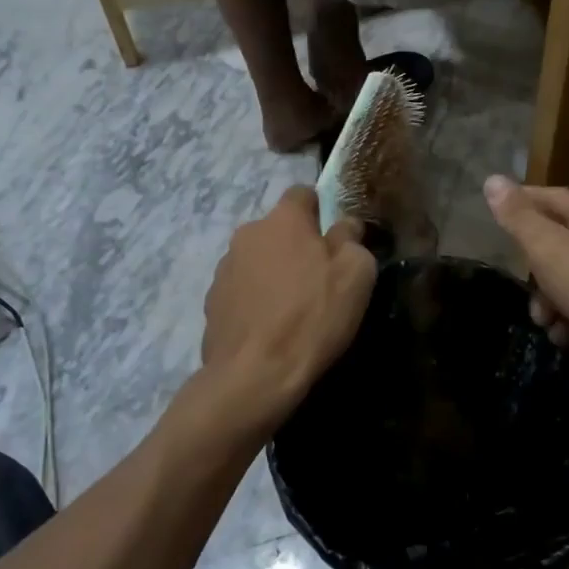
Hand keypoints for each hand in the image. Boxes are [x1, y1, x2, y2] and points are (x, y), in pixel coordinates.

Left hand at [197, 186, 377, 437]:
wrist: (254, 375)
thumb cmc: (313, 317)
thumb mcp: (355, 275)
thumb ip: (352, 239)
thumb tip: (345, 226)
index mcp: (282, 219)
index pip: (302, 193)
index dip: (321, 210)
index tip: (335, 237)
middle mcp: (248, 234)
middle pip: (279, 229)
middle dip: (298, 246)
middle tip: (320, 279)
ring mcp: (224, 268)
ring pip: (259, 259)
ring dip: (275, 273)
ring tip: (294, 309)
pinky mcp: (212, 302)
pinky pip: (242, 290)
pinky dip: (256, 300)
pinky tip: (271, 328)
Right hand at [482, 175, 568, 357]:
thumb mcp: (548, 248)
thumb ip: (518, 217)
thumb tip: (492, 179)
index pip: (550, 197)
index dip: (522, 202)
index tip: (496, 213)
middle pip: (560, 243)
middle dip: (535, 269)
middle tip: (524, 289)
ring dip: (552, 302)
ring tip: (546, 323)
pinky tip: (568, 337)